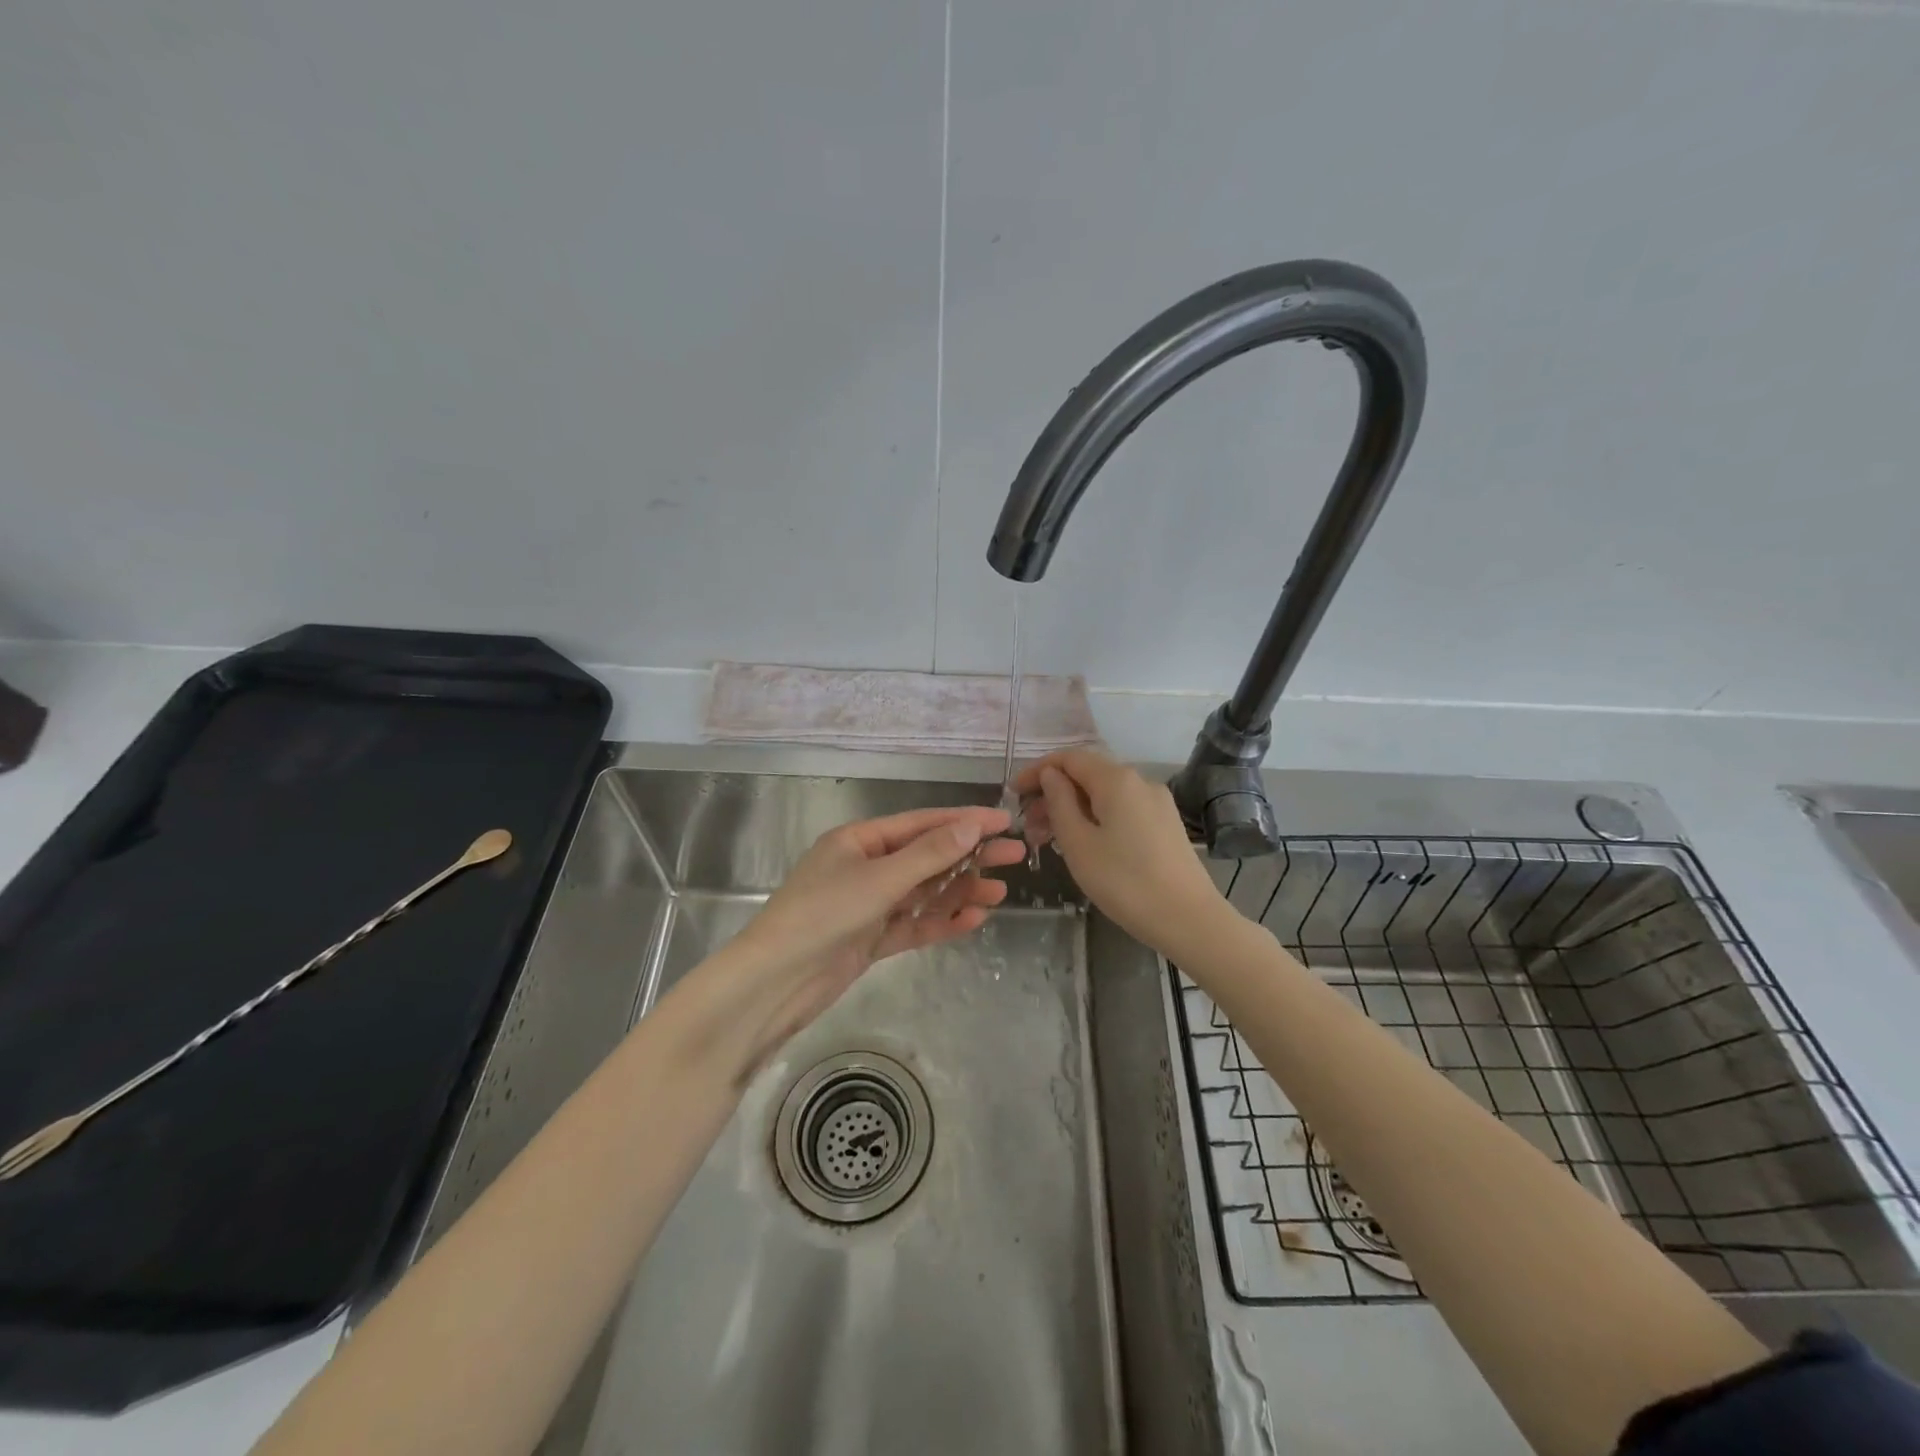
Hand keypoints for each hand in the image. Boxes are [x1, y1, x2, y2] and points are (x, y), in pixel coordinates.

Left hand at [717, 805, 1027, 1072]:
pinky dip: (941, 921)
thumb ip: (929, 855)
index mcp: (860, 840)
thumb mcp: (880, 879)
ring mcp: (869, 905)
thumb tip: (972, 826)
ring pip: (924, 893)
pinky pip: (914, 925)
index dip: (964, 821)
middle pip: (927, 857)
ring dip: (960, 891)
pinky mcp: (871, 939)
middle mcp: (866, 867)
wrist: (776, 982)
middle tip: (1016, 856)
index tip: (1004, 820)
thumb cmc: (823, 914)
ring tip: (1001, 892)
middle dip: (969, 856)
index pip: (922, 824)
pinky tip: (974, 919)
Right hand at [1015, 749, 1230, 956]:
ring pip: (1104, 794)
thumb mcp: (1078, 843)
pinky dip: (1095, 818)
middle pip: (1087, 775)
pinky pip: (1121, 809)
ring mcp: (1156, 802)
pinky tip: (1083, 844)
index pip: (1068, 758)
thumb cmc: (1124, 882)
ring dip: (1073, 809)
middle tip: (1027, 826)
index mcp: (1116, 779)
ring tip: (1049, 840)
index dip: (1037, 771)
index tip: (1012, 794)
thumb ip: (1059, 802)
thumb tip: (1051, 775)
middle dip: (1053, 794)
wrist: (1188, 919)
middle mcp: (1139, 781)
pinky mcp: (1165, 824)